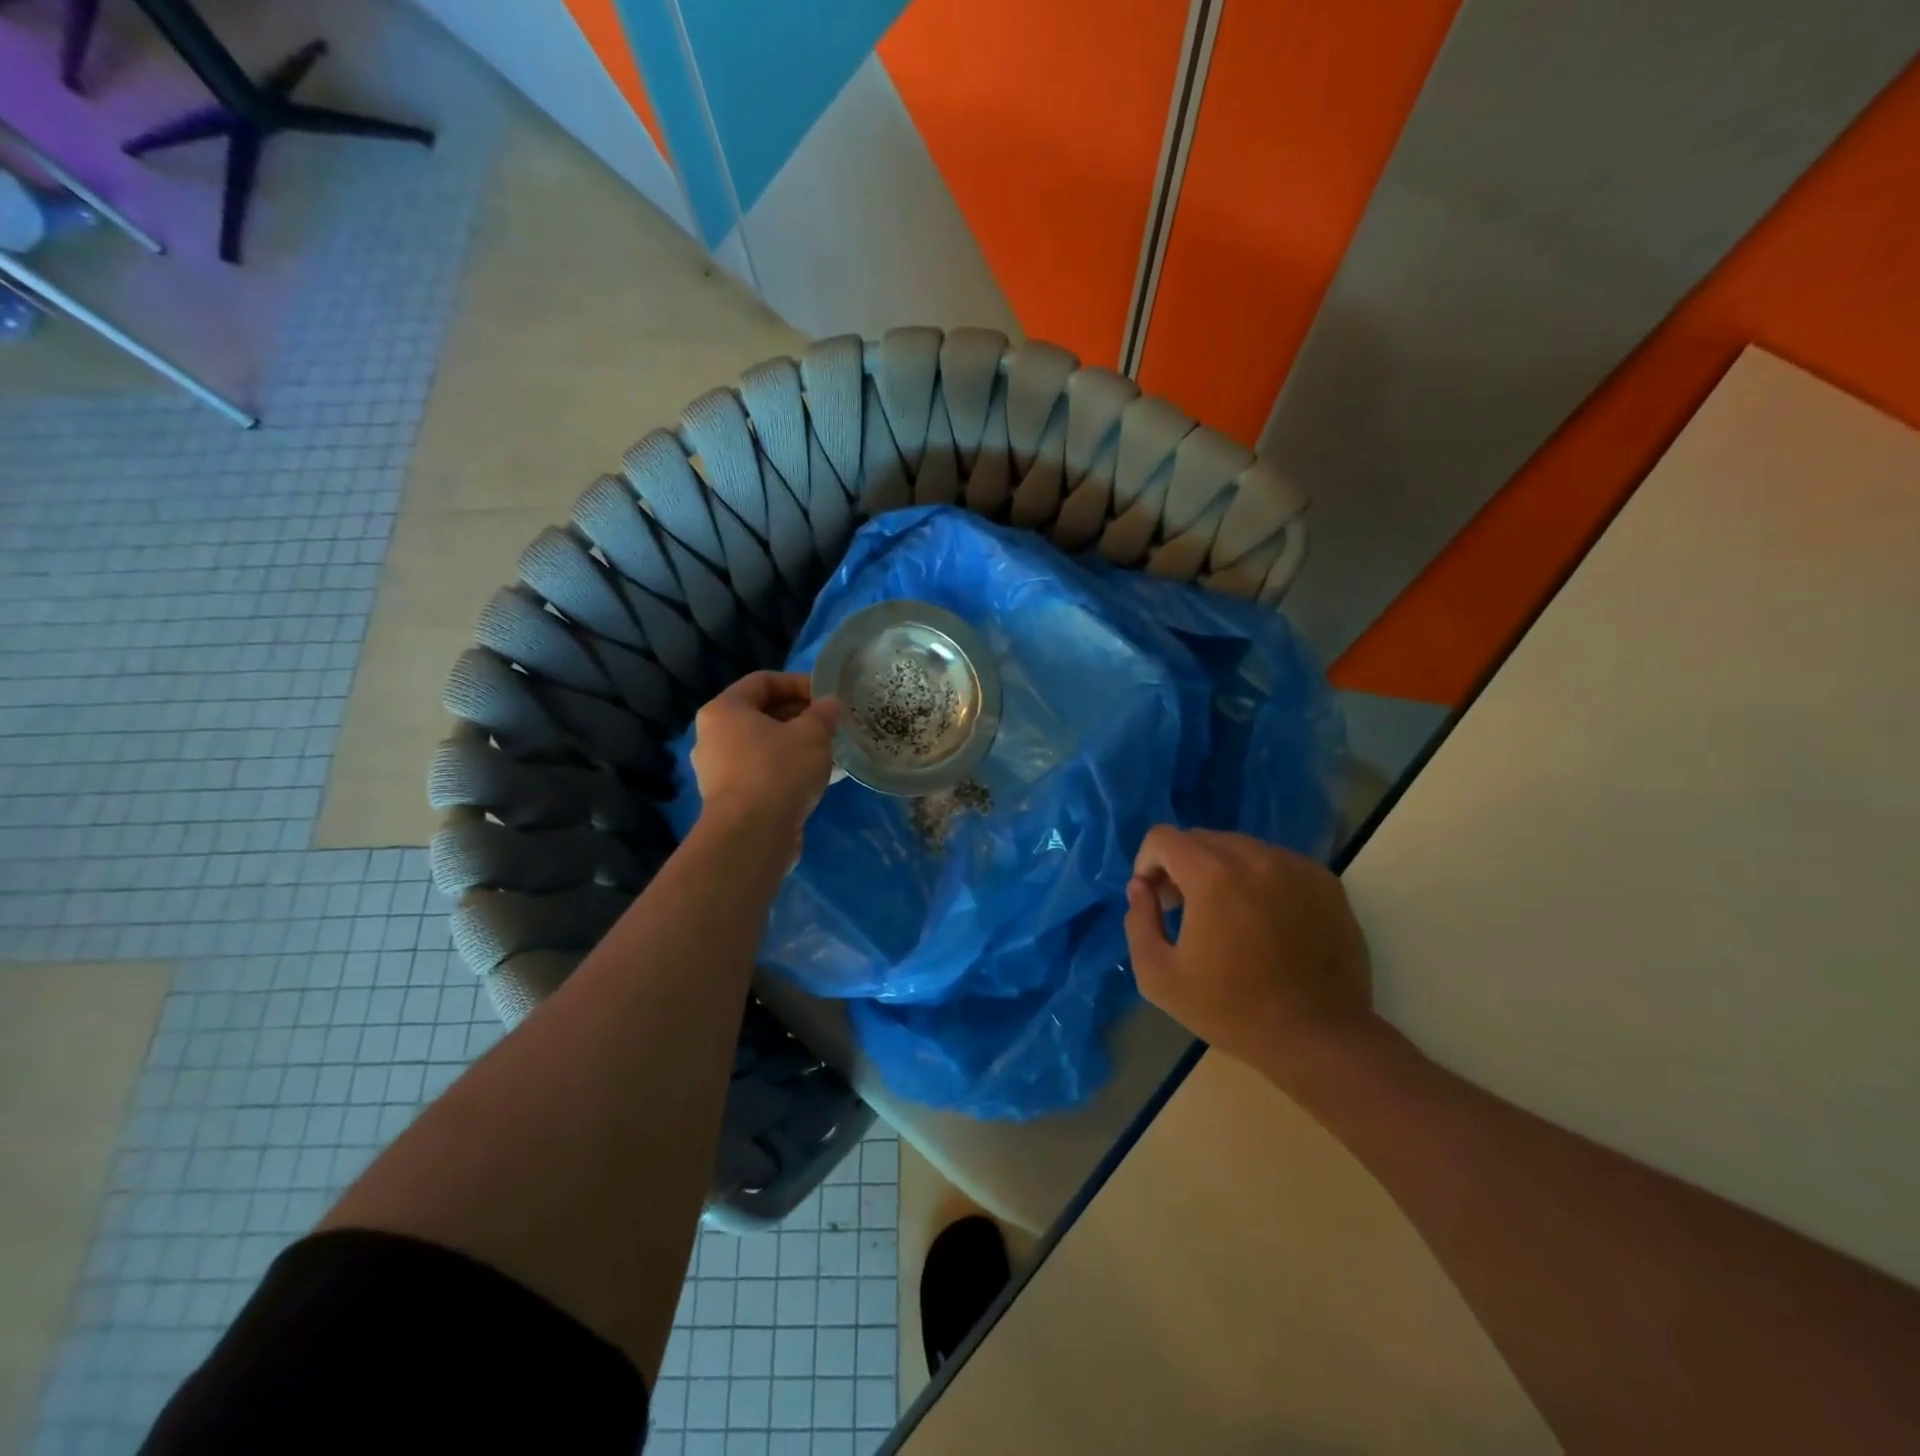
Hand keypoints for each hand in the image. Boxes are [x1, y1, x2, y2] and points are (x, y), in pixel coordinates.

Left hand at [690, 671, 840, 838]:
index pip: (763, 681)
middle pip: (760, 713)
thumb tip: (829, 704)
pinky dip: (785, 770)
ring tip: (826, 751)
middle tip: (830, 724)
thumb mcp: (812, 734)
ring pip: (762, 745)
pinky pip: (761, 772)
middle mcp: (712, 736)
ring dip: (794, 744)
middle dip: (798, 715)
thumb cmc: (778, 771)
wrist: (752, 836)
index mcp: (724, 710)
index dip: (799, 683)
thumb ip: (823, 714)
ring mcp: (717, 770)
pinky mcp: (729, 799)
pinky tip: (811, 778)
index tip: (827, 697)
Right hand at [1124, 827, 1374, 1081]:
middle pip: (1201, 839)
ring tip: (1226, 916)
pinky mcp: (1325, 883)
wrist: (1320, 1040)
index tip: (1155, 899)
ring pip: (1240, 848)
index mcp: (1213, 875)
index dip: (1147, 863)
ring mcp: (1296, 867)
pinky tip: (1263, 921)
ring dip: (1220, 870)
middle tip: (1184, 909)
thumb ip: (1139, 921)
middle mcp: (1256, 857)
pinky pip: (1276, 863)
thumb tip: (1141, 887)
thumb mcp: (1159, 976)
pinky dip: (1258, 880)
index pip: (1164, 838)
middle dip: (1181, 866)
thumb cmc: (1232, 1010)